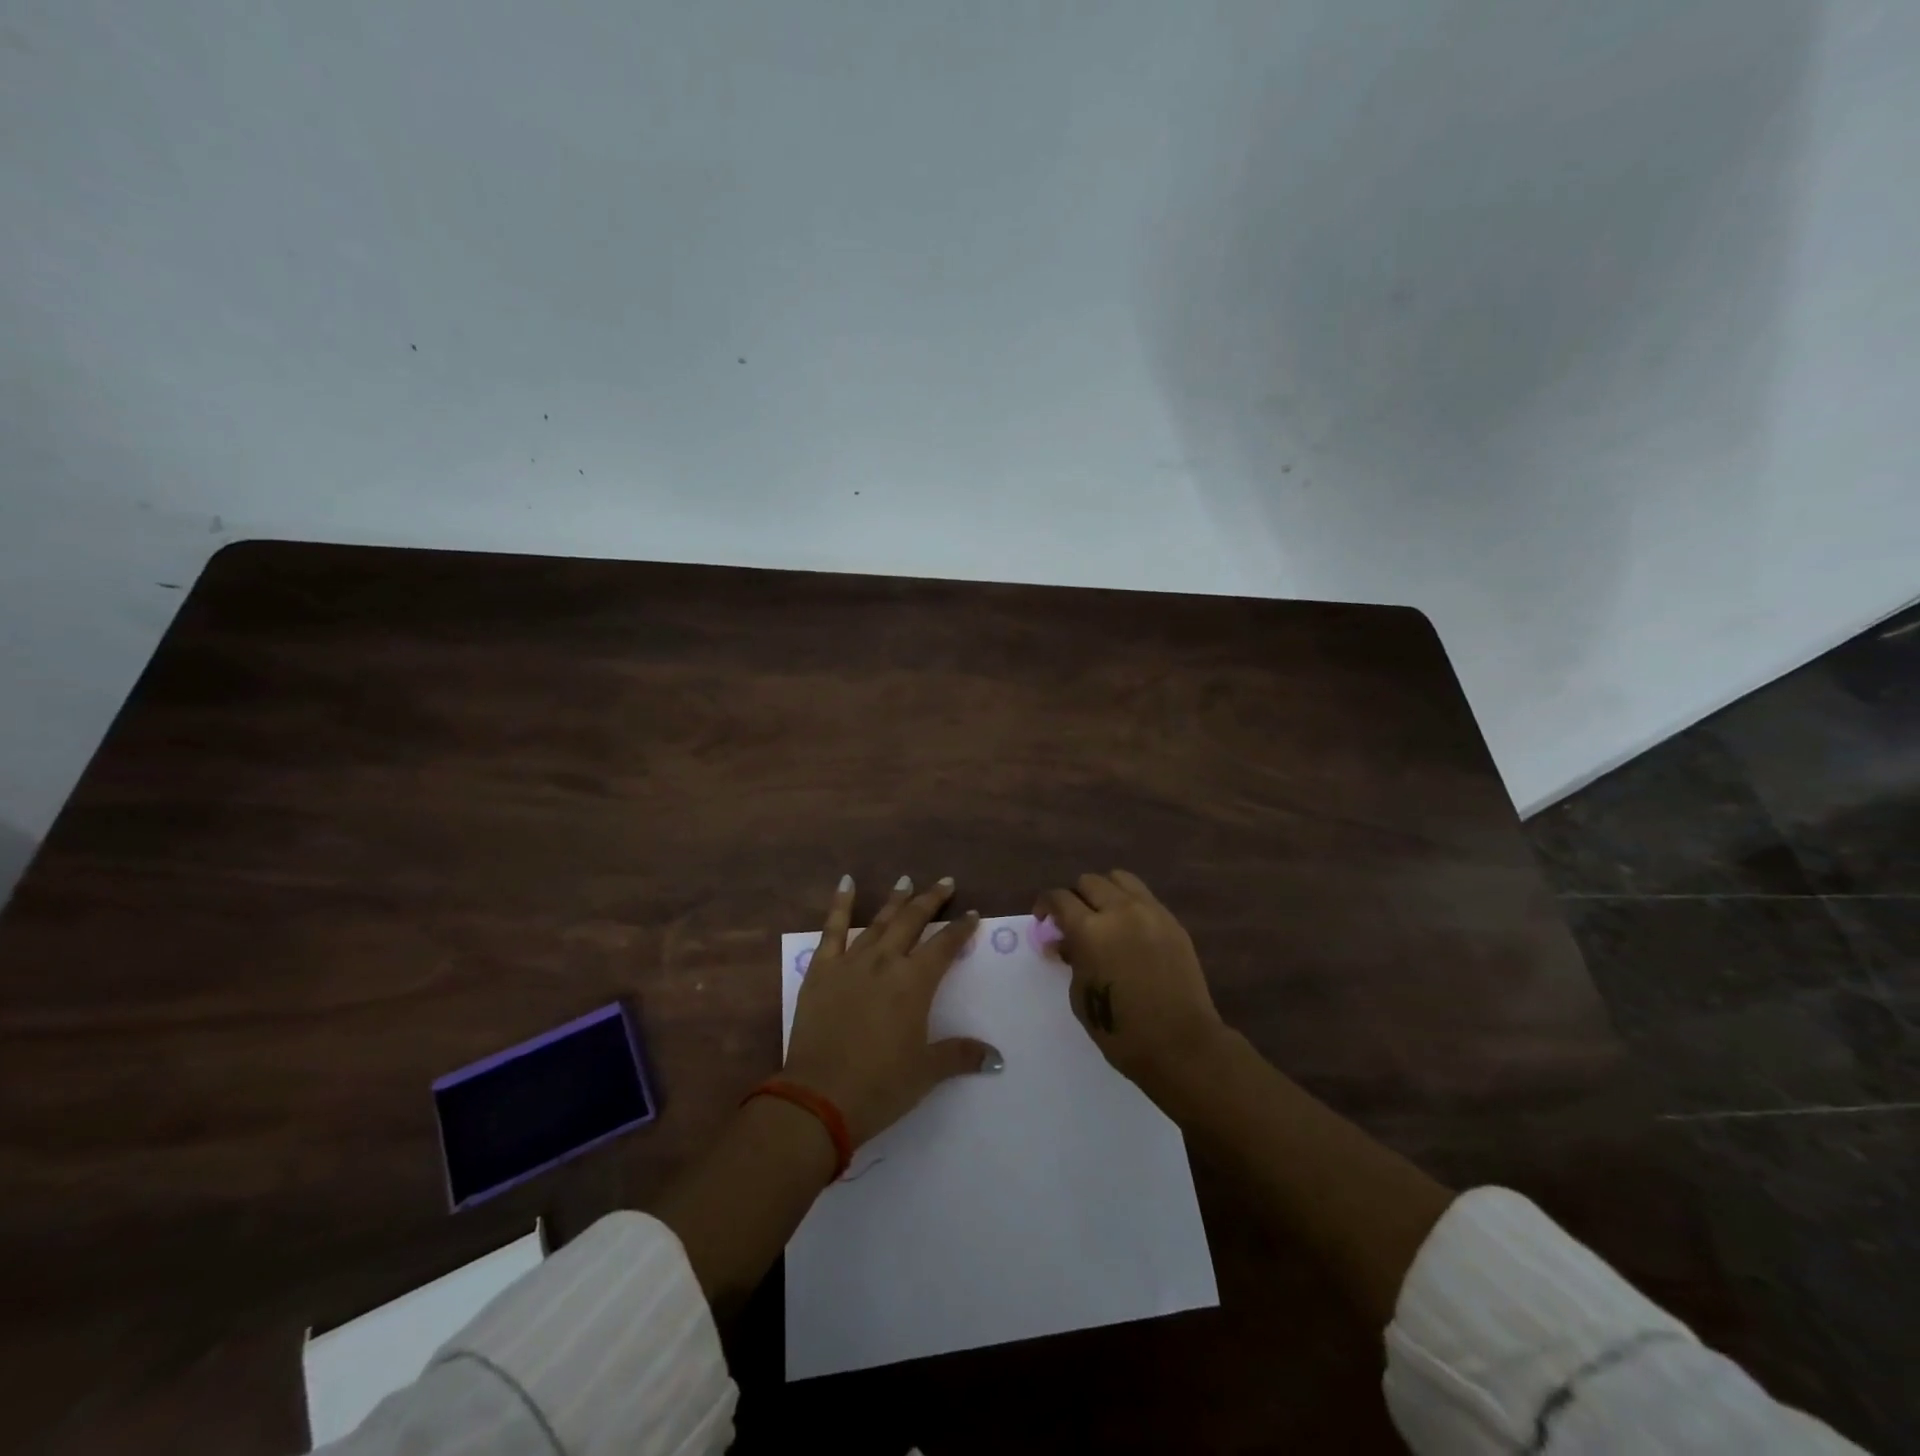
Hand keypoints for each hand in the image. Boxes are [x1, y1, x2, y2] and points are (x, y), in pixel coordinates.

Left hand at [784, 875, 1001, 1145]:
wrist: (818, 1097)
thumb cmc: (879, 1086)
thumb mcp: (926, 1072)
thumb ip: (960, 1055)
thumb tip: (997, 1059)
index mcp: (914, 983)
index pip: (944, 945)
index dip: (960, 929)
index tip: (972, 915)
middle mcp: (885, 962)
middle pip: (912, 921)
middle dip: (931, 900)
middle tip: (945, 883)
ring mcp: (850, 962)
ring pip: (878, 921)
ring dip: (895, 900)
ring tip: (906, 880)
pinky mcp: (821, 969)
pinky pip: (832, 929)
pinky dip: (840, 904)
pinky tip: (846, 882)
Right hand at [1037, 870, 1226, 1098]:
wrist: (1182, 1045)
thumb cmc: (1122, 1031)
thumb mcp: (1081, 996)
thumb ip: (1071, 959)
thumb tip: (1063, 942)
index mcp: (1090, 931)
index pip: (1059, 898)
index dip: (1045, 905)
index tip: (1043, 920)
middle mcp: (1120, 911)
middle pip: (1088, 882)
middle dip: (1074, 898)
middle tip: (1072, 922)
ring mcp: (1151, 912)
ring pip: (1119, 879)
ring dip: (1103, 892)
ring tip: (1102, 916)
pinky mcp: (1172, 922)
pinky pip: (1144, 897)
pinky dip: (1129, 903)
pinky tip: (1128, 929)